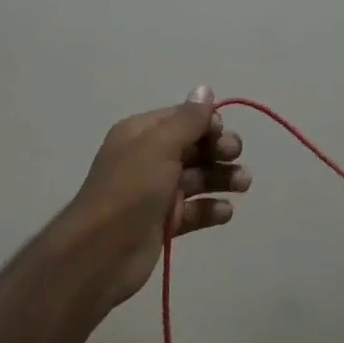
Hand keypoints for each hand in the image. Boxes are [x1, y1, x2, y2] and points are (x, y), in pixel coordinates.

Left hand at [60, 87, 249, 308]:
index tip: (221, 135)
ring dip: (222, 178)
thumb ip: (187, 119)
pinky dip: (211, 208)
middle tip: (235, 158)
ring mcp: (157, 192)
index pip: (183, 118)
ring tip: (243, 184)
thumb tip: (205, 88)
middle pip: (194, 147)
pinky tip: (225, 212)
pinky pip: (194, 210)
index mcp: (142, 134)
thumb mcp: (159, 146)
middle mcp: (149, 158)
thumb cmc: (130, 190)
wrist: (100, 254)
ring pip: (198, 178)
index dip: (206, 123)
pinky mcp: (165, 223)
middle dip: (219, 150)